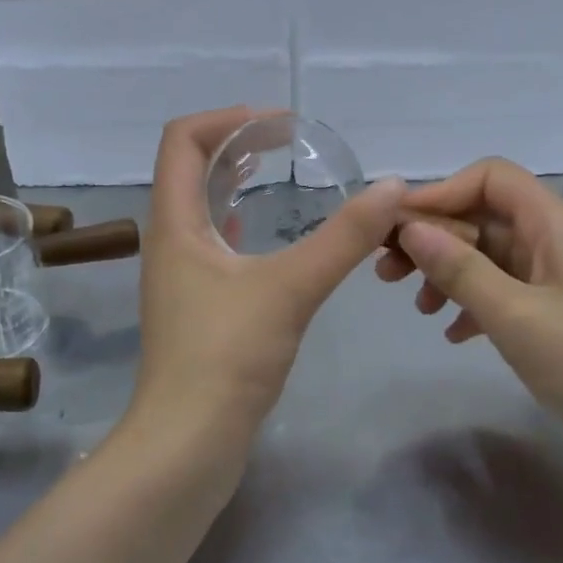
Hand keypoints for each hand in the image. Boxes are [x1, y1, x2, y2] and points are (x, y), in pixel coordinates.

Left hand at [132, 107, 406, 445]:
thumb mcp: (290, 288)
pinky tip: (270, 233)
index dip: (228, 119)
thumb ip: (343, 237)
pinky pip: (215, 243)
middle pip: (192, 168)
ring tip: (281, 171)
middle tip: (290, 142)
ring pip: (203, 207)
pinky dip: (241, 222)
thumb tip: (392, 186)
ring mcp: (180, 275)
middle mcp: (170, 240)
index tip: (281, 125)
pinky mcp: (196, 305)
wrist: (187, 444)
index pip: (183, 140)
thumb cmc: (226, 357)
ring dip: (237, 181)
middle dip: (238, 144)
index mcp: (175, 223)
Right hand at [375, 158, 562, 483]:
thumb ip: (460, 269)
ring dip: (448, 271)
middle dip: (434, 238)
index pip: (489, 177)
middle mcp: (555, 237)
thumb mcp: (514, 316)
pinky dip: (474, 301)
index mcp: (554, 222)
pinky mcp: (558, 308)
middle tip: (387, 272)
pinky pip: (505, 287)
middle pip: (484, 215)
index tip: (397, 227)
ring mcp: (558, 274)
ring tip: (417, 307)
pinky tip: (453, 333)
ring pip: (490, 254)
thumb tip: (410, 228)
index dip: (440, 193)